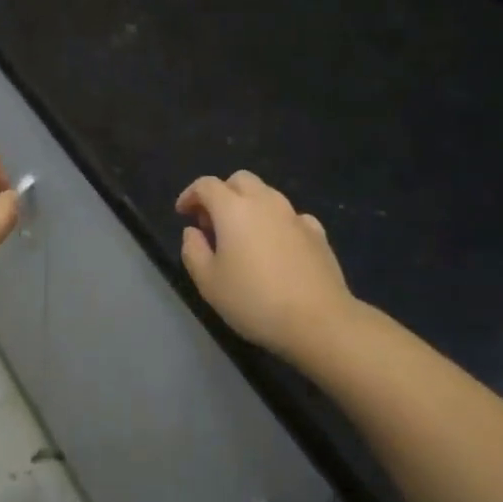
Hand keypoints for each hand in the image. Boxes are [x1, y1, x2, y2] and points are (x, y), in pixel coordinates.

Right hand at [176, 170, 353, 360]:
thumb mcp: (208, 282)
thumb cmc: (254, 300)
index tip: (183, 213)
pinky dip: (276, 223)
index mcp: (233, 208)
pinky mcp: (317, 232)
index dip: (190, 195)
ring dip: (249, 205)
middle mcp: (264, 201)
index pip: (206, 185)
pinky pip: (290, 216)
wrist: (319, 321)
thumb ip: (193, 250)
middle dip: (222, 193)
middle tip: (213, 222)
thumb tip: (193, 232)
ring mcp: (294, 215)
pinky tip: (276, 246)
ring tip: (243, 236)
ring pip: (267, 194)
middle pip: (239, 180)